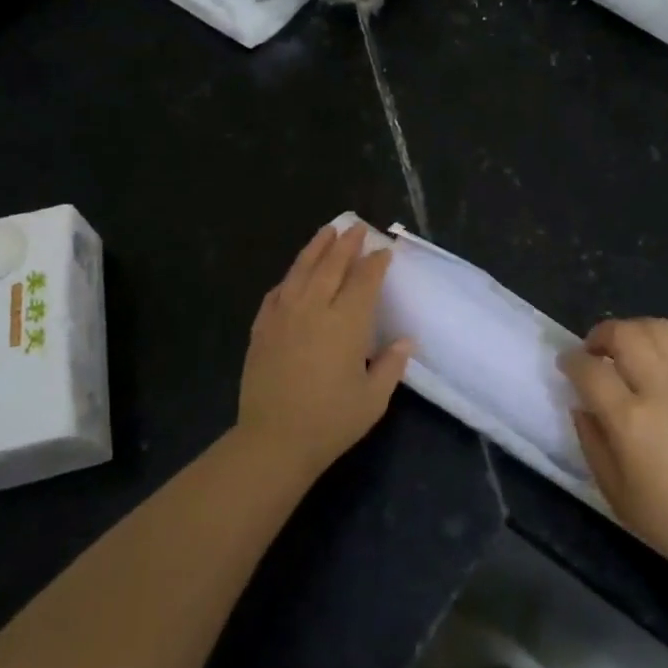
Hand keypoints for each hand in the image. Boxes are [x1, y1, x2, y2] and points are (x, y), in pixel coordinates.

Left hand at [238, 223, 413, 481]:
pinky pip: (277, 293)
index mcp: (346, 322)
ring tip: (327, 232)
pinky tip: (293, 276)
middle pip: (332, 265)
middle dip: (347, 244)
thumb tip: (405, 340)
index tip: (384, 251)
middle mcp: (314, 308)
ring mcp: (284, 315)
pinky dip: (289, 279)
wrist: (273, 440)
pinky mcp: (262, 328)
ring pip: (301, 270)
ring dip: (316, 248)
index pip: (365, 280)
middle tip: (357, 227)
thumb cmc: (330, 421)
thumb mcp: (373, 399)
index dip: (376, 263)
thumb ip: (391, 365)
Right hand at [559, 318, 667, 587]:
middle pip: (625, 333)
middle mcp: (662, 390)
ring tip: (627, 351)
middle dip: (601, 334)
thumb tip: (582, 405)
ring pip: (658, 328)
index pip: (590, 369)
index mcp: (631, 421)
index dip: (571, 361)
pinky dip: (667, 346)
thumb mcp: (615, 493)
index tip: (566, 365)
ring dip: (634, 331)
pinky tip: (662, 366)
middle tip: (594, 352)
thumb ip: (591, 441)